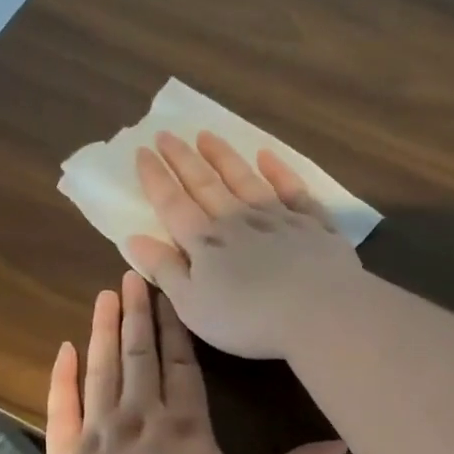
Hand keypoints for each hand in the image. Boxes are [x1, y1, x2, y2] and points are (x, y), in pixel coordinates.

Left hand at [39, 272, 346, 453]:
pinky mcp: (66, 452)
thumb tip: (340, 445)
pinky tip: (63, 348)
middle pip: (141, 356)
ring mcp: (99, 431)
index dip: (177, 328)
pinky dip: (62, 376)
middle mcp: (141, 416)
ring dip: (105, 330)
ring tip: (106, 295)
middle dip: (139, 315)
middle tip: (133, 275)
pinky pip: (63, 406)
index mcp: (185, 427)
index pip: (183, 366)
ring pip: (103, 369)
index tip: (170, 293)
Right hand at [125, 131, 364, 359]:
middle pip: (206, 185)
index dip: (156, 178)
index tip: (142, 151)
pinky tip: (268, 157)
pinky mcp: (313, 225)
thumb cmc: (248, 319)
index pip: (173, 204)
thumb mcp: (193, 305)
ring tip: (207, 136)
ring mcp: (278, 218)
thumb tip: (134, 239)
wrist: (319, 312)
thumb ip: (165, 270)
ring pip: (245, 180)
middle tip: (167, 134)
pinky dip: (280, 172)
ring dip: (224, 157)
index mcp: (205, 243)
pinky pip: (293, 190)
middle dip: (183, 160)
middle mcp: (238, 220)